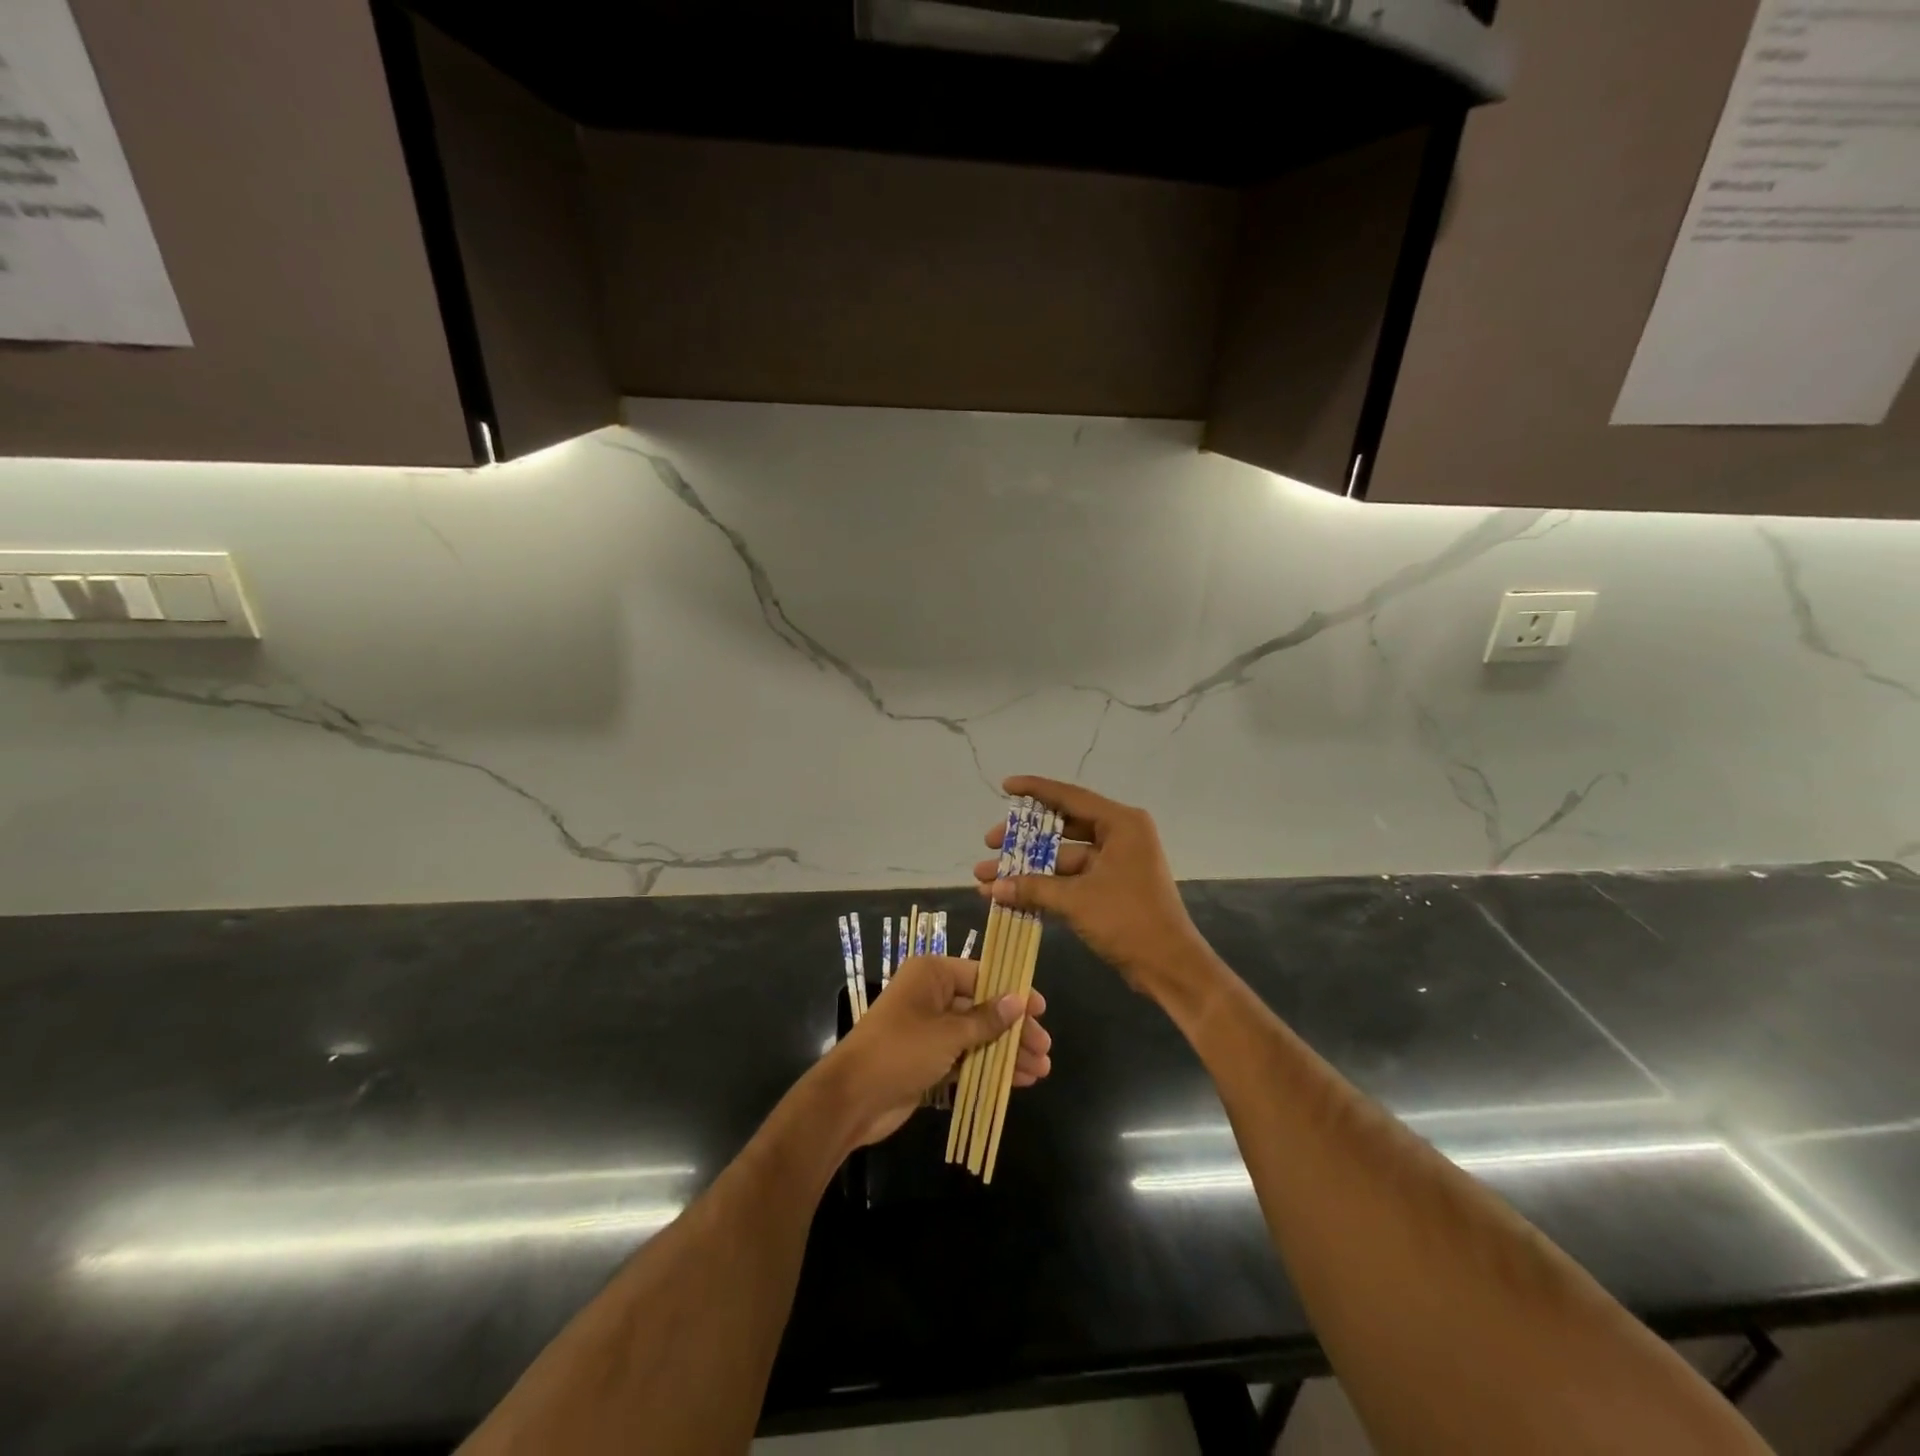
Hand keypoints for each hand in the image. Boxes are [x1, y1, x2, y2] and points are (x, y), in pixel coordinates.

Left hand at [824, 954, 1052, 1148]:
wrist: (851, 1099)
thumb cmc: (900, 1051)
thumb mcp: (948, 1033)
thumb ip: (986, 1019)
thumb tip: (1020, 999)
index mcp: (932, 974)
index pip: (982, 975)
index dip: (1013, 991)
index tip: (1041, 1009)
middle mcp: (931, 996)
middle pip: (983, 1007)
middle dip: (1014, 1029)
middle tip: (1045, 1048)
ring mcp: (929, 1029)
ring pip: (977, 1035)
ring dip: (1006, 1052)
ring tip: (1040, 1070)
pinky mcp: (928, 1059)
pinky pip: (966, 1057)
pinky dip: (989, 1067)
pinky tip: (1017, 1081)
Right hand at [975, 776, 1216, 1007]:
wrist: (1170, 967)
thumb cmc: (1128, 921)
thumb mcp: (1076, 900)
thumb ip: (1033, 888)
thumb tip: (991, 887)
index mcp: (1121, 824)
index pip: (1070, 798)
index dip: (1035, 790)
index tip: (1006, 786)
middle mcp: (1120, 836)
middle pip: (1063, 828)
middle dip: (1023, 839)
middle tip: (990, 843)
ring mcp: (1116, 864)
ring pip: (1062, 857)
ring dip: (1028, 868)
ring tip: (987, 877)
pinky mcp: (1110, 888)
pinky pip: (1070, 879)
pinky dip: (1044, 886)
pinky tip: (1011, 895)